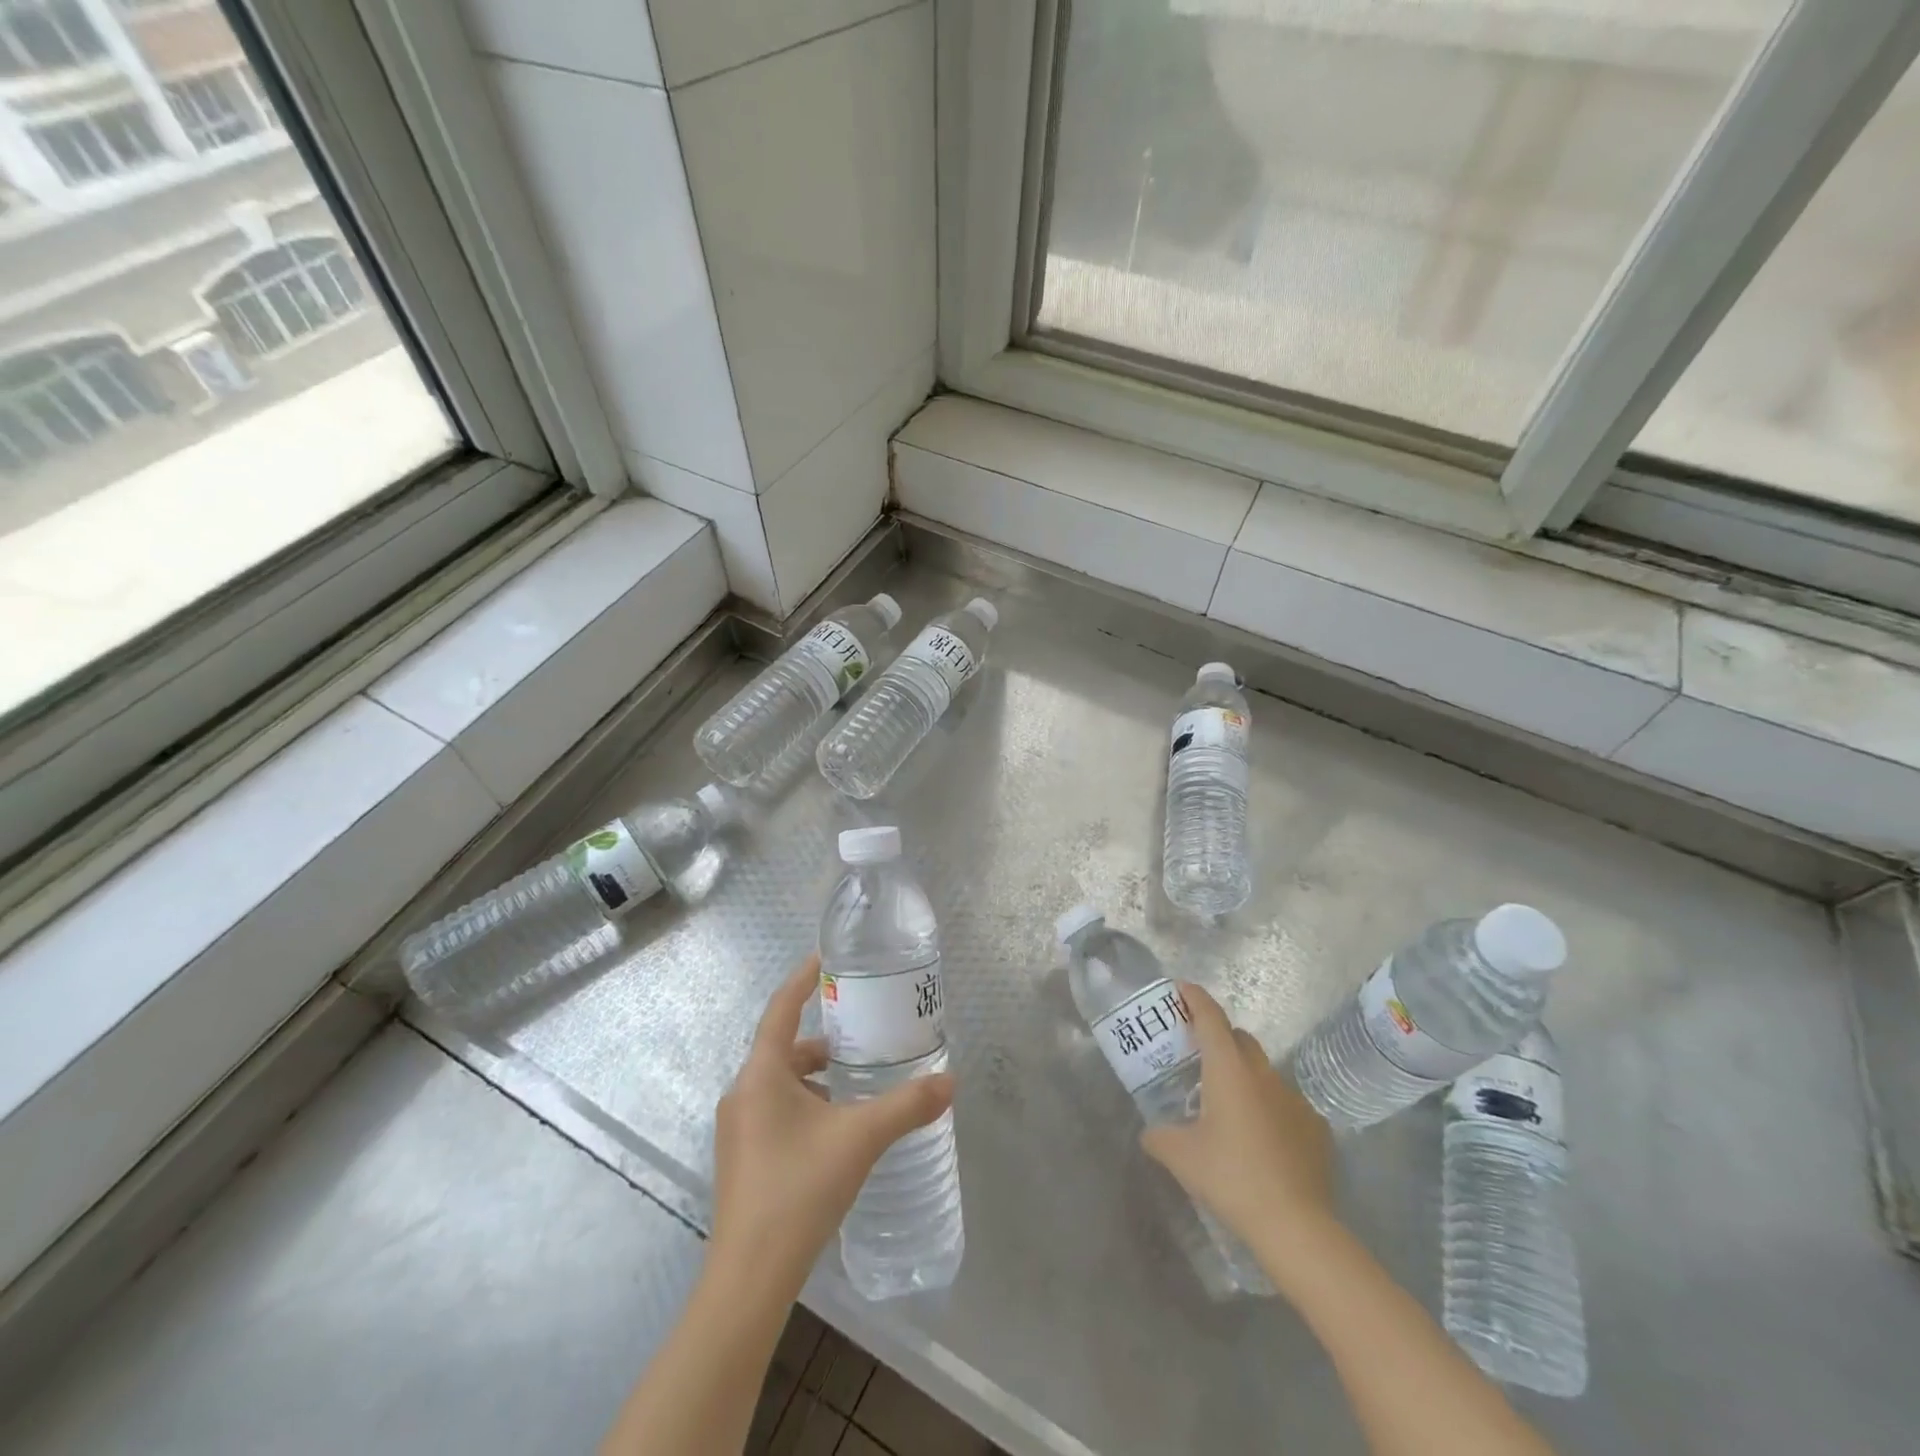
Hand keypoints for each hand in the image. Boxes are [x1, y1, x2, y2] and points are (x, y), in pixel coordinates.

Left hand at [709, 955, 954, 1298]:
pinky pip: (776, 1112)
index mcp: (761, 1074)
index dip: (803, 979)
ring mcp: (738, 1130)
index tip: (827, 958)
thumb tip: (950, 1081)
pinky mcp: (743, 1159)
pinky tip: (837, 1129)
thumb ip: (907, 1105)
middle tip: (863, 1034)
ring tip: (858, 1084)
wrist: (749, 1279)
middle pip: (784, 1049)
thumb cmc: (799, 1189)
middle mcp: (743, 1094)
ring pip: (781, 1084)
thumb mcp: (861, 1138)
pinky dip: (807, 1106)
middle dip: (824, 1040)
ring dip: (816, 1077)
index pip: (781, 1008)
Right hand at [1140, 982, 1337, 1266]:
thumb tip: (1150, 1133)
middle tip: (1198, 1055)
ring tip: (1227, 1106)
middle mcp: (1262, 1074)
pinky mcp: (1315, 1127)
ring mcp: (1294, 1099)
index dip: (1195, 998)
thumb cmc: (1232, 1178)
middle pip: (1239, 1038)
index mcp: (1228, 1069)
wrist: (1296, 1225)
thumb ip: (1159, 1137)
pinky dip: (1268, 1108)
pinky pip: (1285, 1103)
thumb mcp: (1181, 1157)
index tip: (1182, 988)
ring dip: (1243, 1075)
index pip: (1210, 1017)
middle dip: (1219, 1037)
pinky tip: (1260, 1139)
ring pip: (1263, 1072)